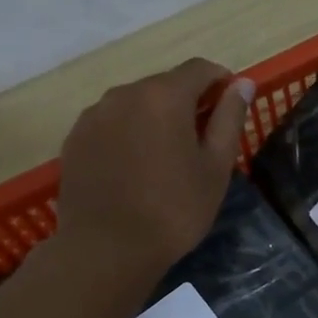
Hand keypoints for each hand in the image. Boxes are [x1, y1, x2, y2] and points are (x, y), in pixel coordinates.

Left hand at [55, 58, 254, 287]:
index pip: (200, 69)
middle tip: (202, 141)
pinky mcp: (74, 139)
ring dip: (155, 119)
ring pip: (135, 104)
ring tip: (165, 158)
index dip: (221, 82)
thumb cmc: (173, 210)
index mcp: (164, 96)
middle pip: (164, 85)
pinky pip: (110, 124)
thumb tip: (242, 83)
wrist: (106, 249)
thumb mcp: (215, 167)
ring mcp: (94, 115)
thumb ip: (229, 119)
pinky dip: (128, 134)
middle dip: (187, 102)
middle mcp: (124, 93)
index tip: (230, 107)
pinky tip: (135, 169)